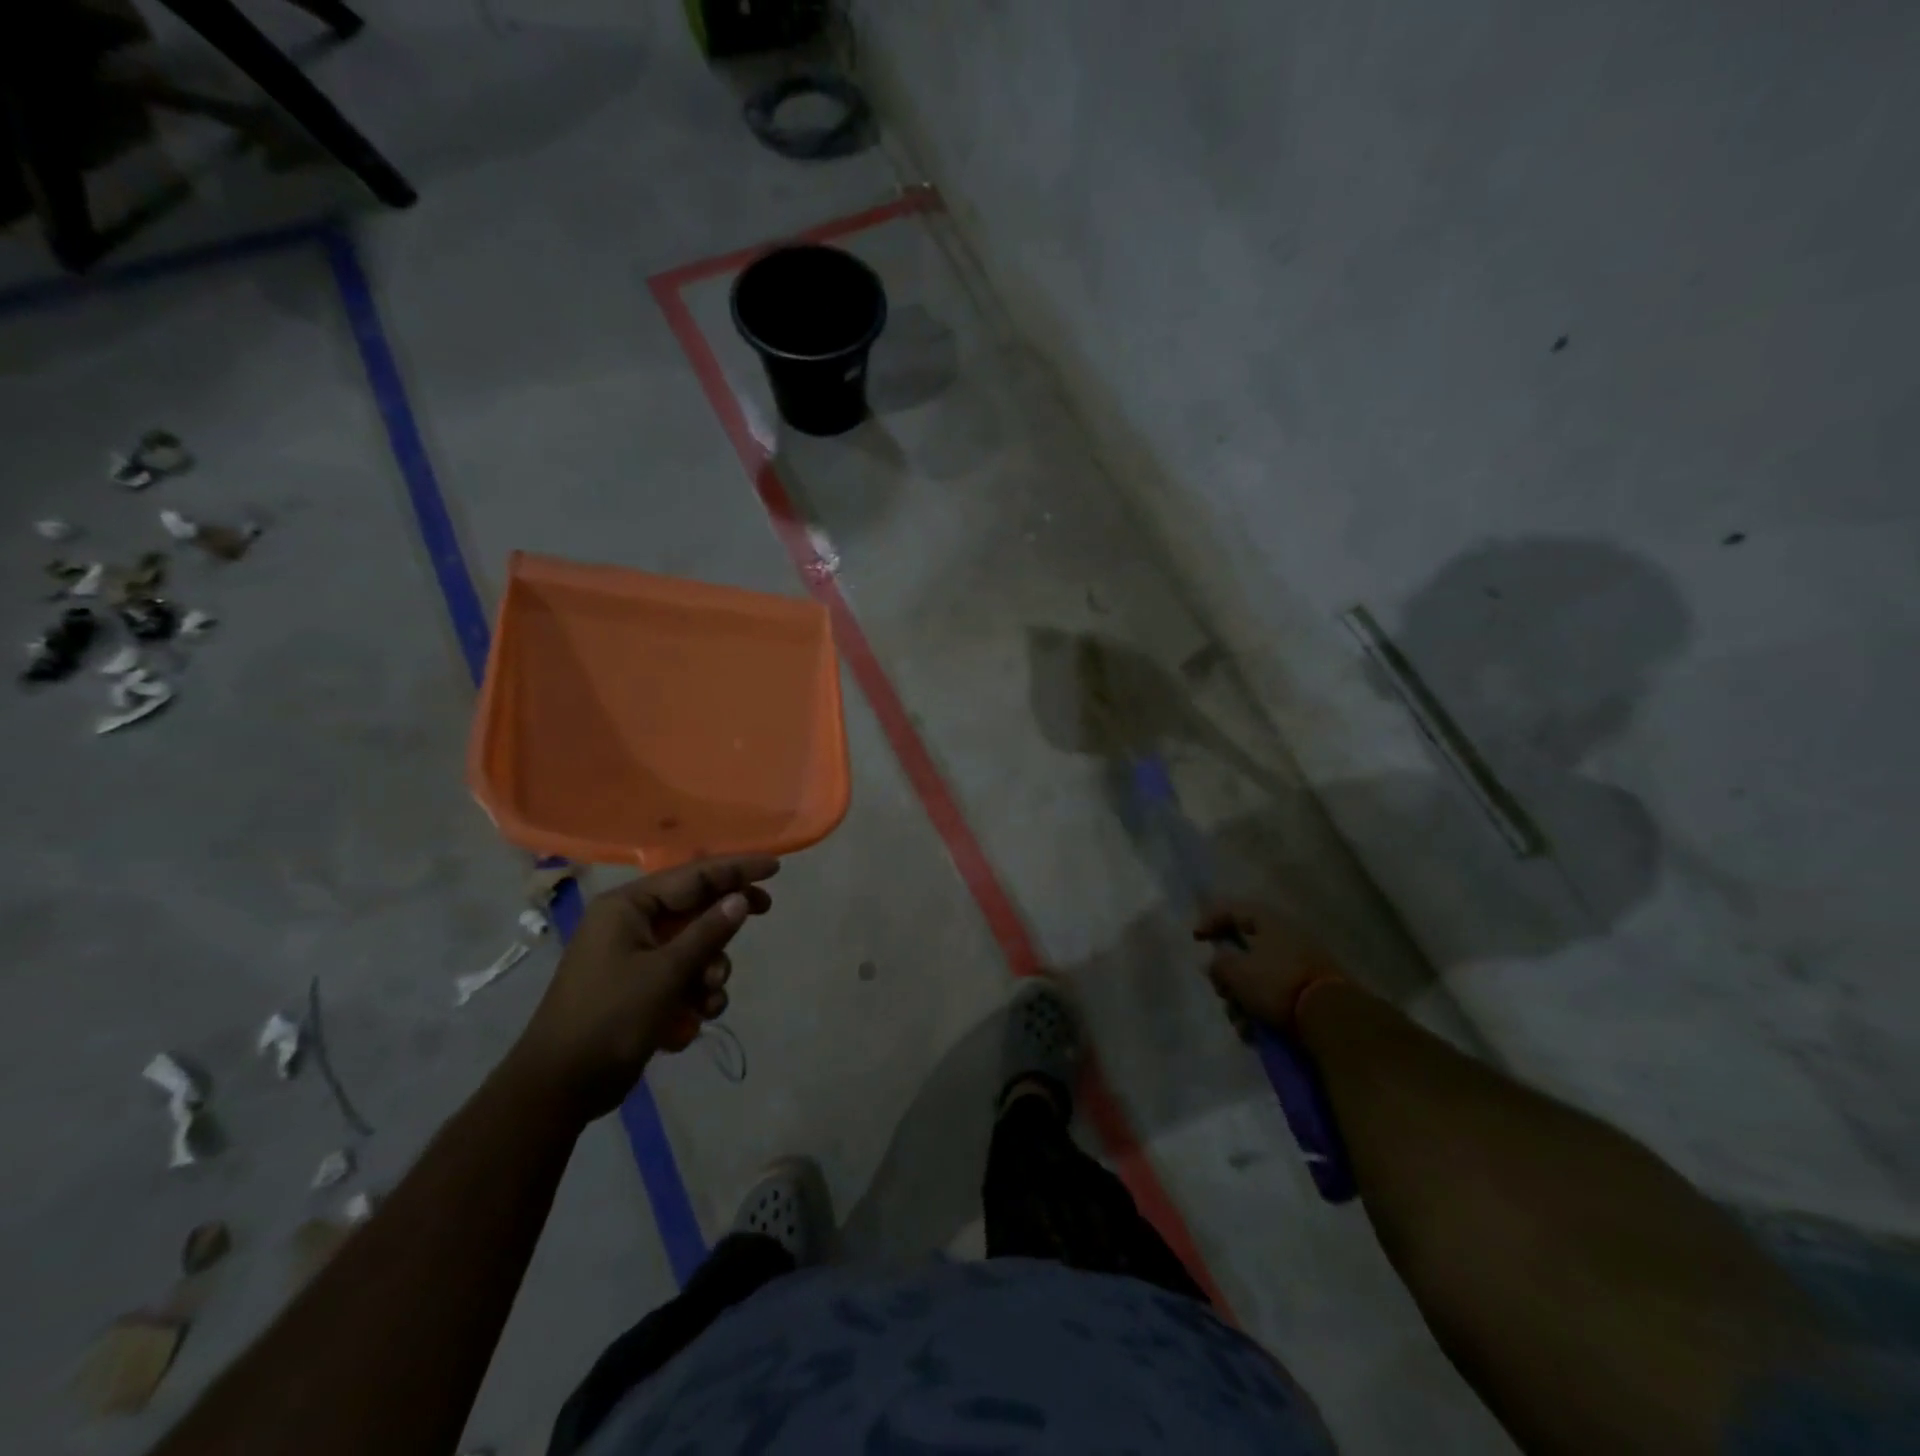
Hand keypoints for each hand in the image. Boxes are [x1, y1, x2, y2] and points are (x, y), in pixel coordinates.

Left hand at [508, 856, 777, 1120]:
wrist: (558, 1088)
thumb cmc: (610, 1019)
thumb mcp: (667, 973)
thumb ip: (708, 932)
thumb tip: (741, 898)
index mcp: (628, 907)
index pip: (693, 876)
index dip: (736, 869)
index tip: (774, 868)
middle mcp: (630, 924)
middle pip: (695, 908)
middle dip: (724, 925)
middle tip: (765, 911)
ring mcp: (632, 957)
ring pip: (693, 947)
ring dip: (709, 972)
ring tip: (708, 1000)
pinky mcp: (637, 988)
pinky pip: (680, 977)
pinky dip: (691, 996)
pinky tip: (687, 1024)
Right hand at [1193, 900, 1344, 1039]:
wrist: (1333, 1018)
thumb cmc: (1277, 984)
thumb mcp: (1236, 971)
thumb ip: (1218, 964)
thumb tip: (1216, 964)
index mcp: (1269, 922)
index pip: (1233, 910)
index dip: (1210, 920)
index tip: (1195, 939)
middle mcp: (1287, 938)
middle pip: (1244, 951)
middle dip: (1228, 977)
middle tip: (1222, 992)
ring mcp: (1301, 965)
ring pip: (1258, 979)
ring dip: (1242, 1001)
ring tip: (1241, 1024)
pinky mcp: (1310, 992)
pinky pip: (1275, 997)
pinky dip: (1261, 1012)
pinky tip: (1256, 1033)